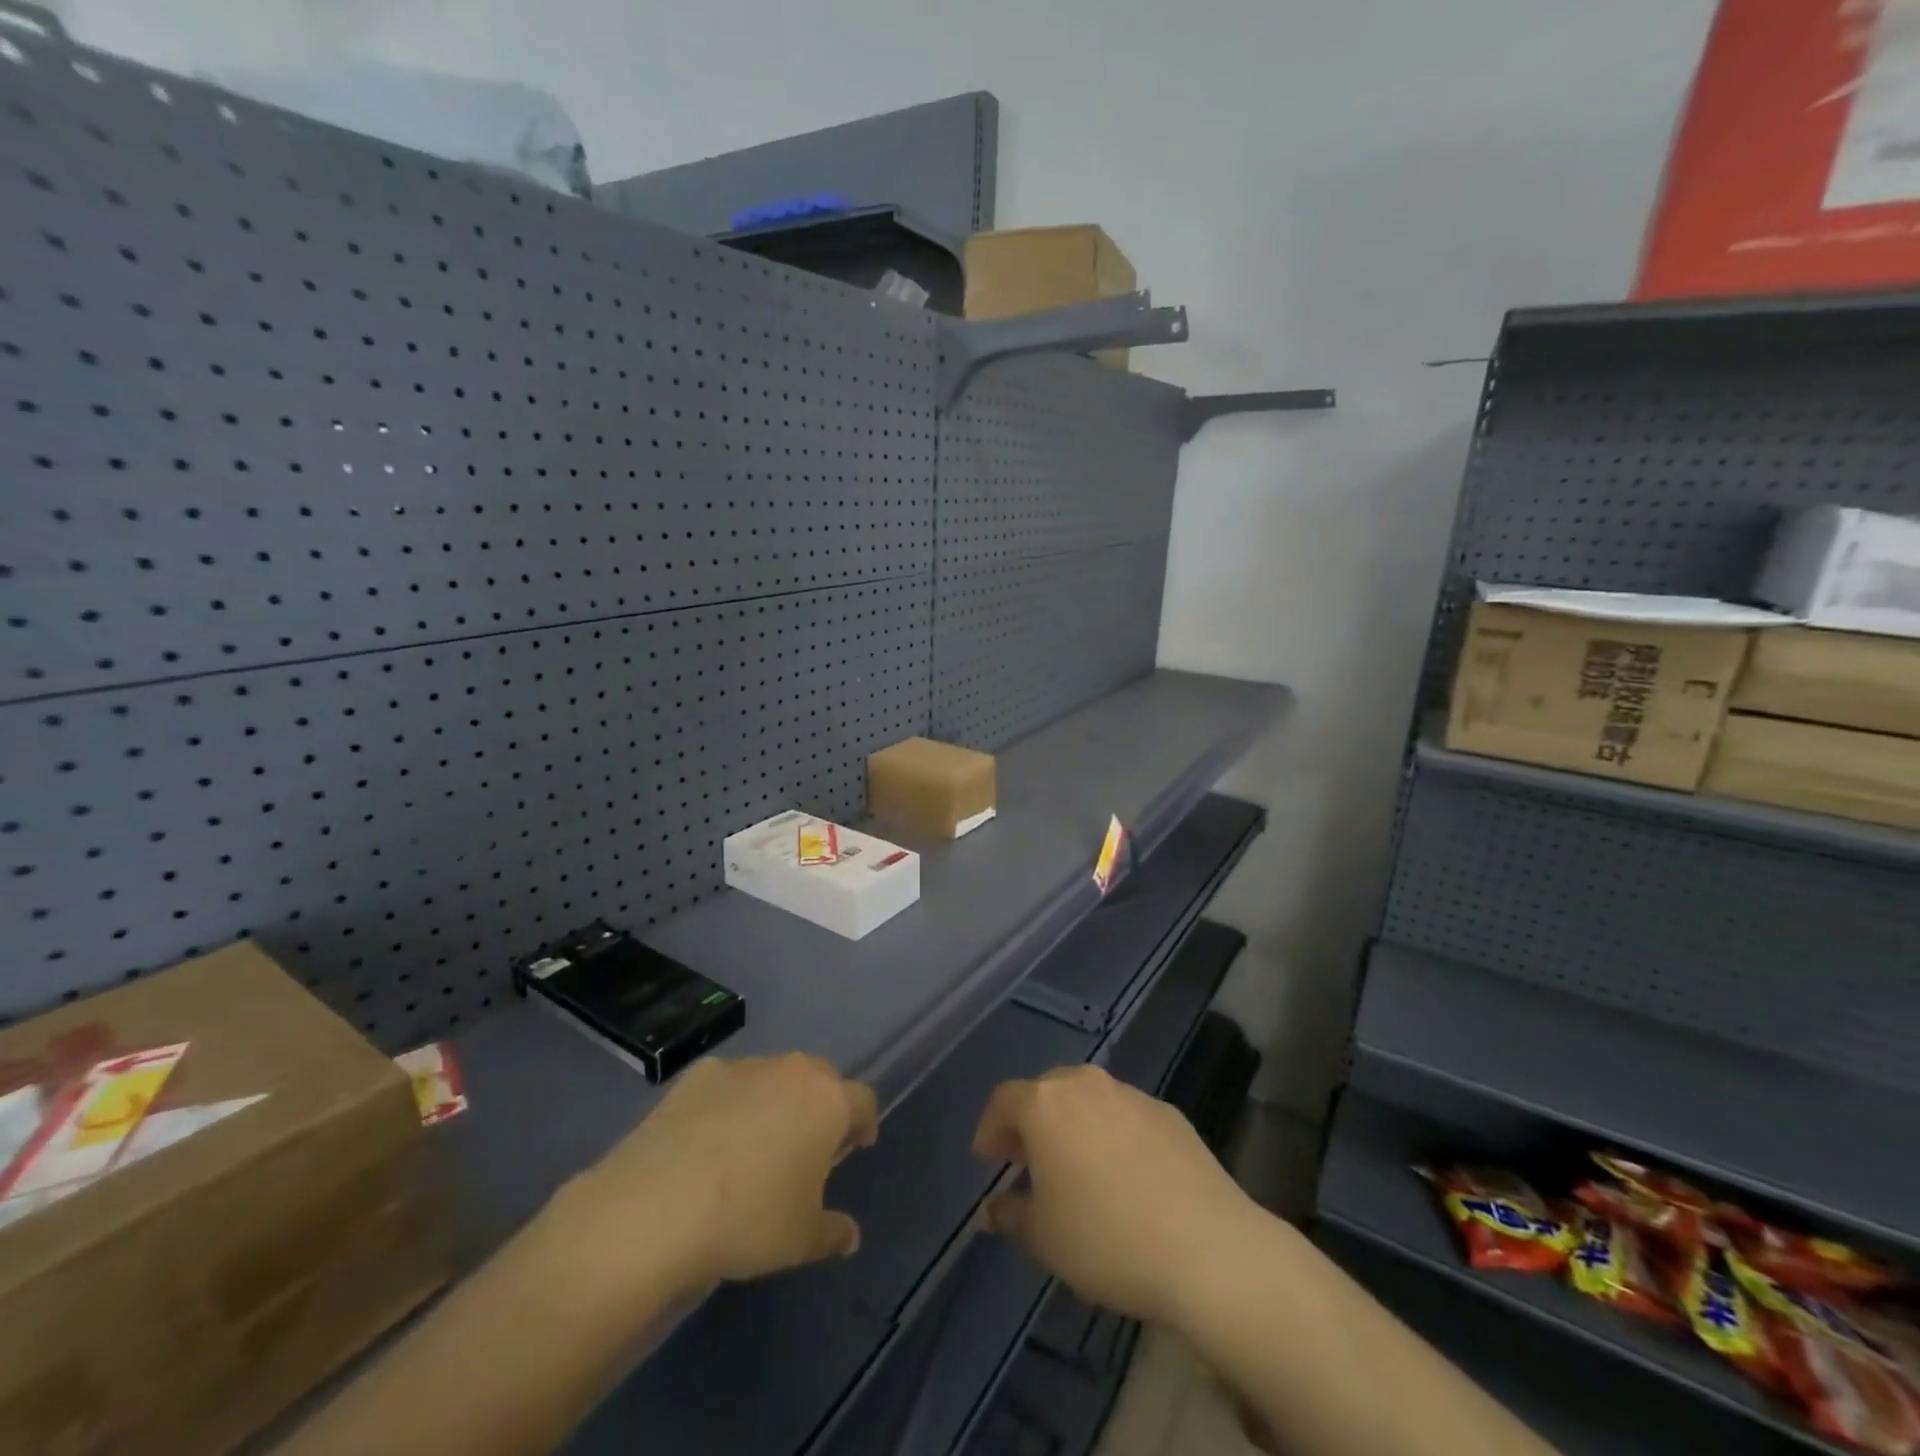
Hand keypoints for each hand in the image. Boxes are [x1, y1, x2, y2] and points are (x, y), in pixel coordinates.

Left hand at [559, 1054, 877, 1303]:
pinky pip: (729, 1083)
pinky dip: (729, 1102)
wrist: (655, 1207)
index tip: (855, 1147)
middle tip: (807, 1145)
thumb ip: (833, 1232)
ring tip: (754, 1143)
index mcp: (828, 1103)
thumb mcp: (801, 1240)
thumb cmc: (748, 1221)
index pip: (863, 1101)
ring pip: (774, 1076)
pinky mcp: (699, 1073)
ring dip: (775, 1100)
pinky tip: (708, 1140)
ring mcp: (744, 1067)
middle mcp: (792, 1072)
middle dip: (820, 1105)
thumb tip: (851, 1236)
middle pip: (821, 1078)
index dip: (863, 1123)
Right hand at [972, 1064, 1259, 1326]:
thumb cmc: (1106, 1239)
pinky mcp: (1169, 1113)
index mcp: (1046, 1104)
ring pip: (1088, 1099)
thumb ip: (1011, 1215)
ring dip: (1074, 1125)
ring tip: (1077, 1168)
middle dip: (1032, 1122)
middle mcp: (1085, 1085)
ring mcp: (1131, 1095)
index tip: (988, 1160)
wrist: (1207, 1247)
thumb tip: (993, 1209)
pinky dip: (1113, 1134)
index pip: (1003, 1100)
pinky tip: (1125, 1176)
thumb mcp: (1044, 1238)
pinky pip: (1125, 1115)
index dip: (990, 1129)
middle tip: (1028, 1161)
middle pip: (1046, 1091)